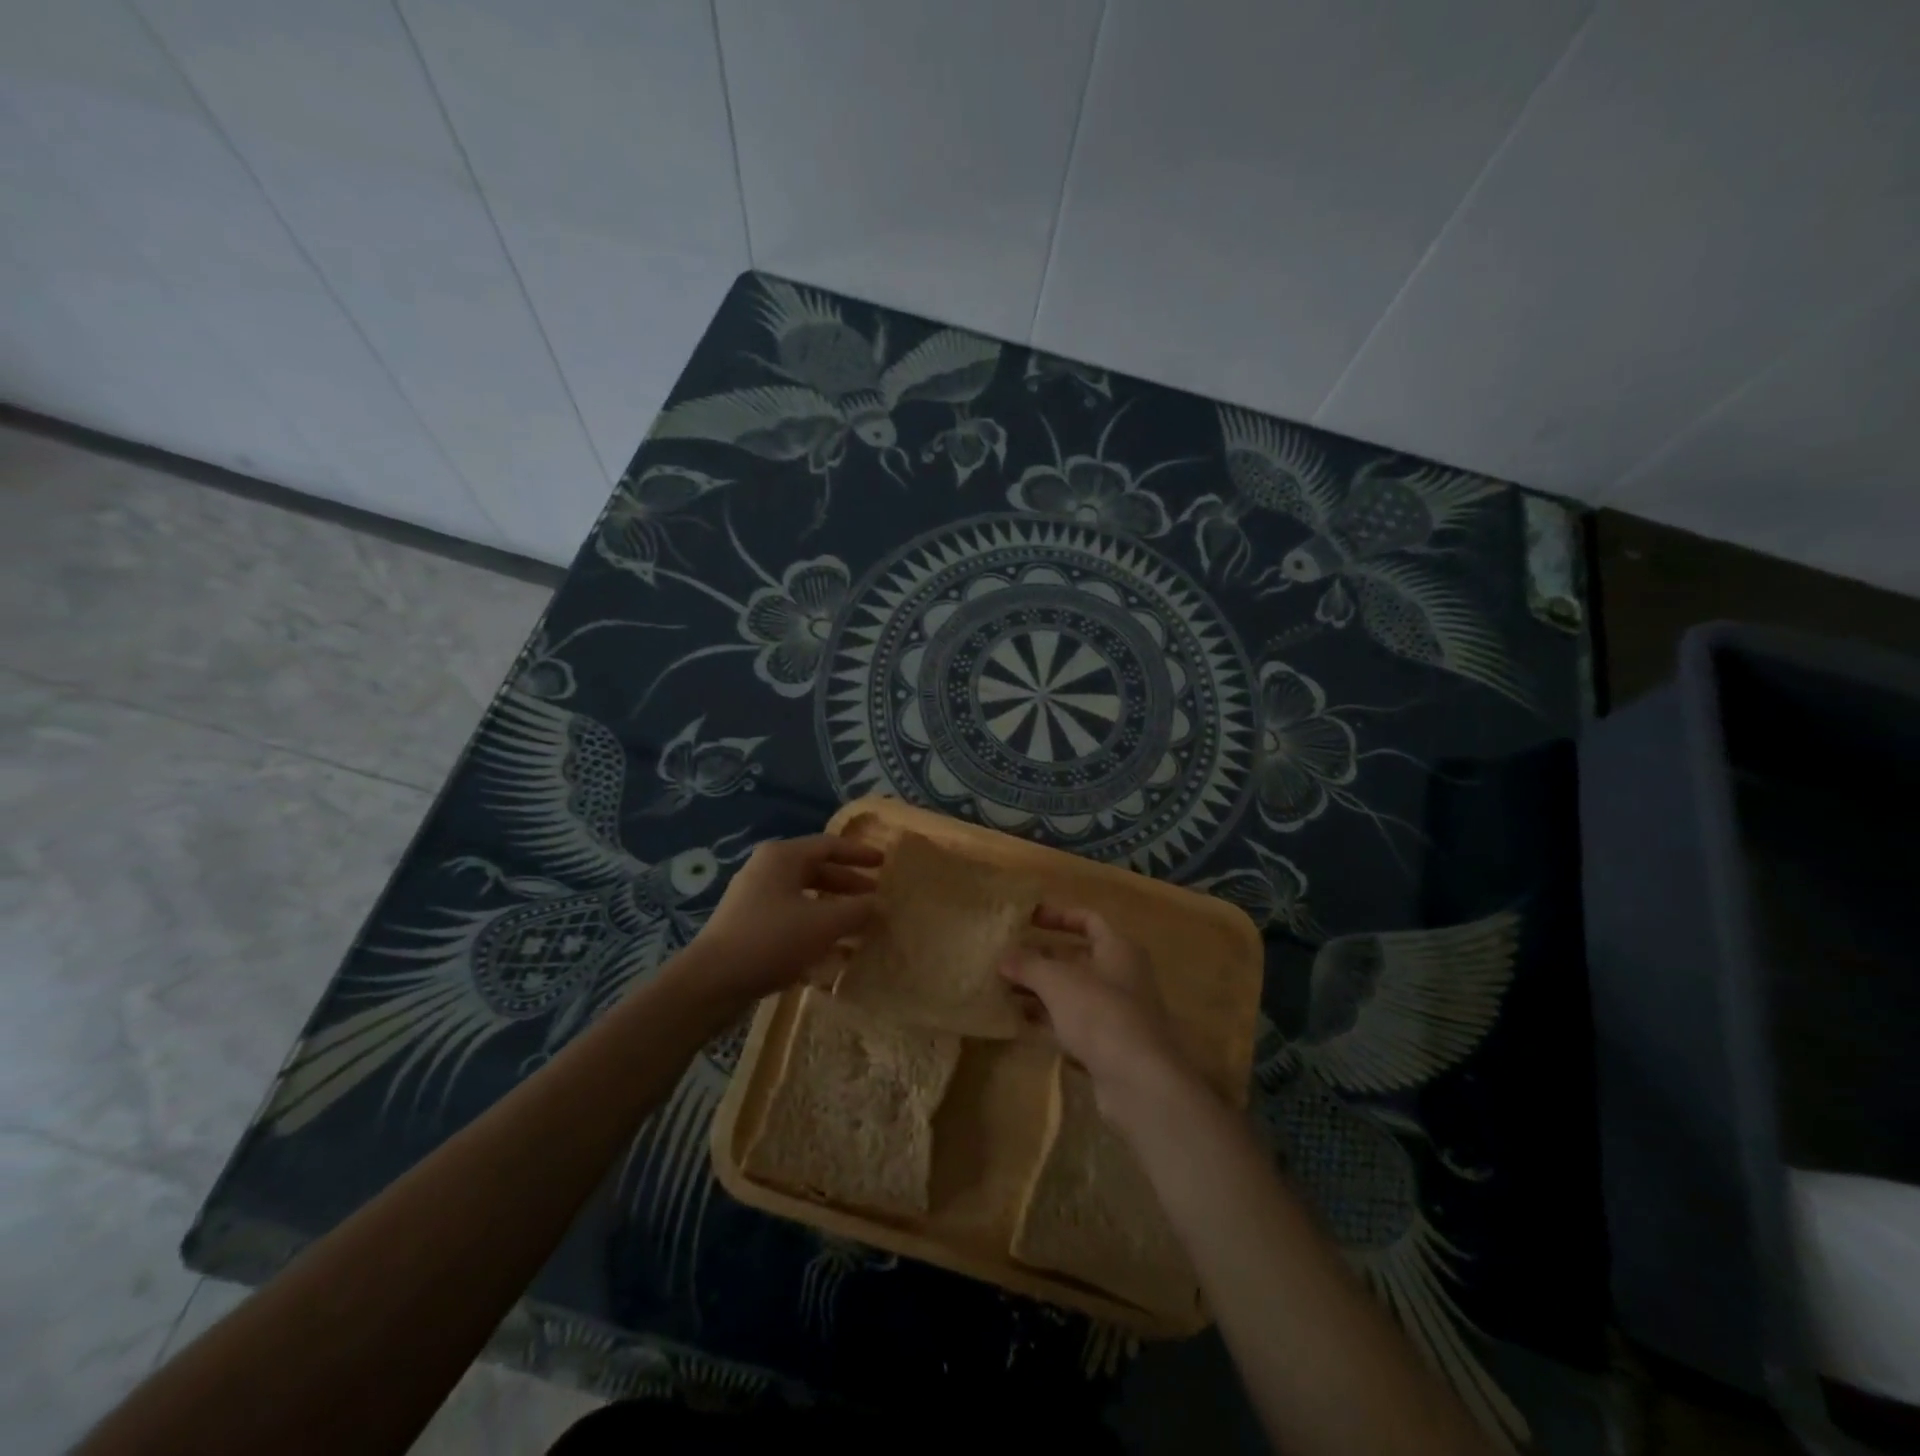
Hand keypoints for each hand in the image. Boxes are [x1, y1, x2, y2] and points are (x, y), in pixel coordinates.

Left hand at [672, 835, 880, 1012]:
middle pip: (816, 870)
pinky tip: (833, 950)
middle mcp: (766, 869)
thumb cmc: (772, 940)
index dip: (859, 854)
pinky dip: (814, 926)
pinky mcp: (748, 925)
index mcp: (783, 857)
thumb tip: (881, 905)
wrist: (711, 982)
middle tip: (875, 897)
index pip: (829, 845)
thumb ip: (858, 910)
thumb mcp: (824, 924)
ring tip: (859, 925)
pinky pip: (790, 917)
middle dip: (848, 885)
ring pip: (804, 896)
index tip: (884, 863)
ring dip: (833, 909)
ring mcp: (754, 898)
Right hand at [999, 906, 1200, 1124]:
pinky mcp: (1109, 1045)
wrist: (1140, 1081)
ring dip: (1040, 990)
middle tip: (1006, 959)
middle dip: (1040, 958)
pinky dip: (1048, 1019)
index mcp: (1119, 948)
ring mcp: (1117, 1012)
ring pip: (1072, 992)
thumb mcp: (1057, 981)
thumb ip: (1028, 965)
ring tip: (1002, 989)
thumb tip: (1003, 957)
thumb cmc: (1101, 1013)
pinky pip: (1073, 1022)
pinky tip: (1019, 1021)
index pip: (1088, 920)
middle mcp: (1122, 975)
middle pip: (1077, 958)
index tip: (1026, 919)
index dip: (1057, 916)